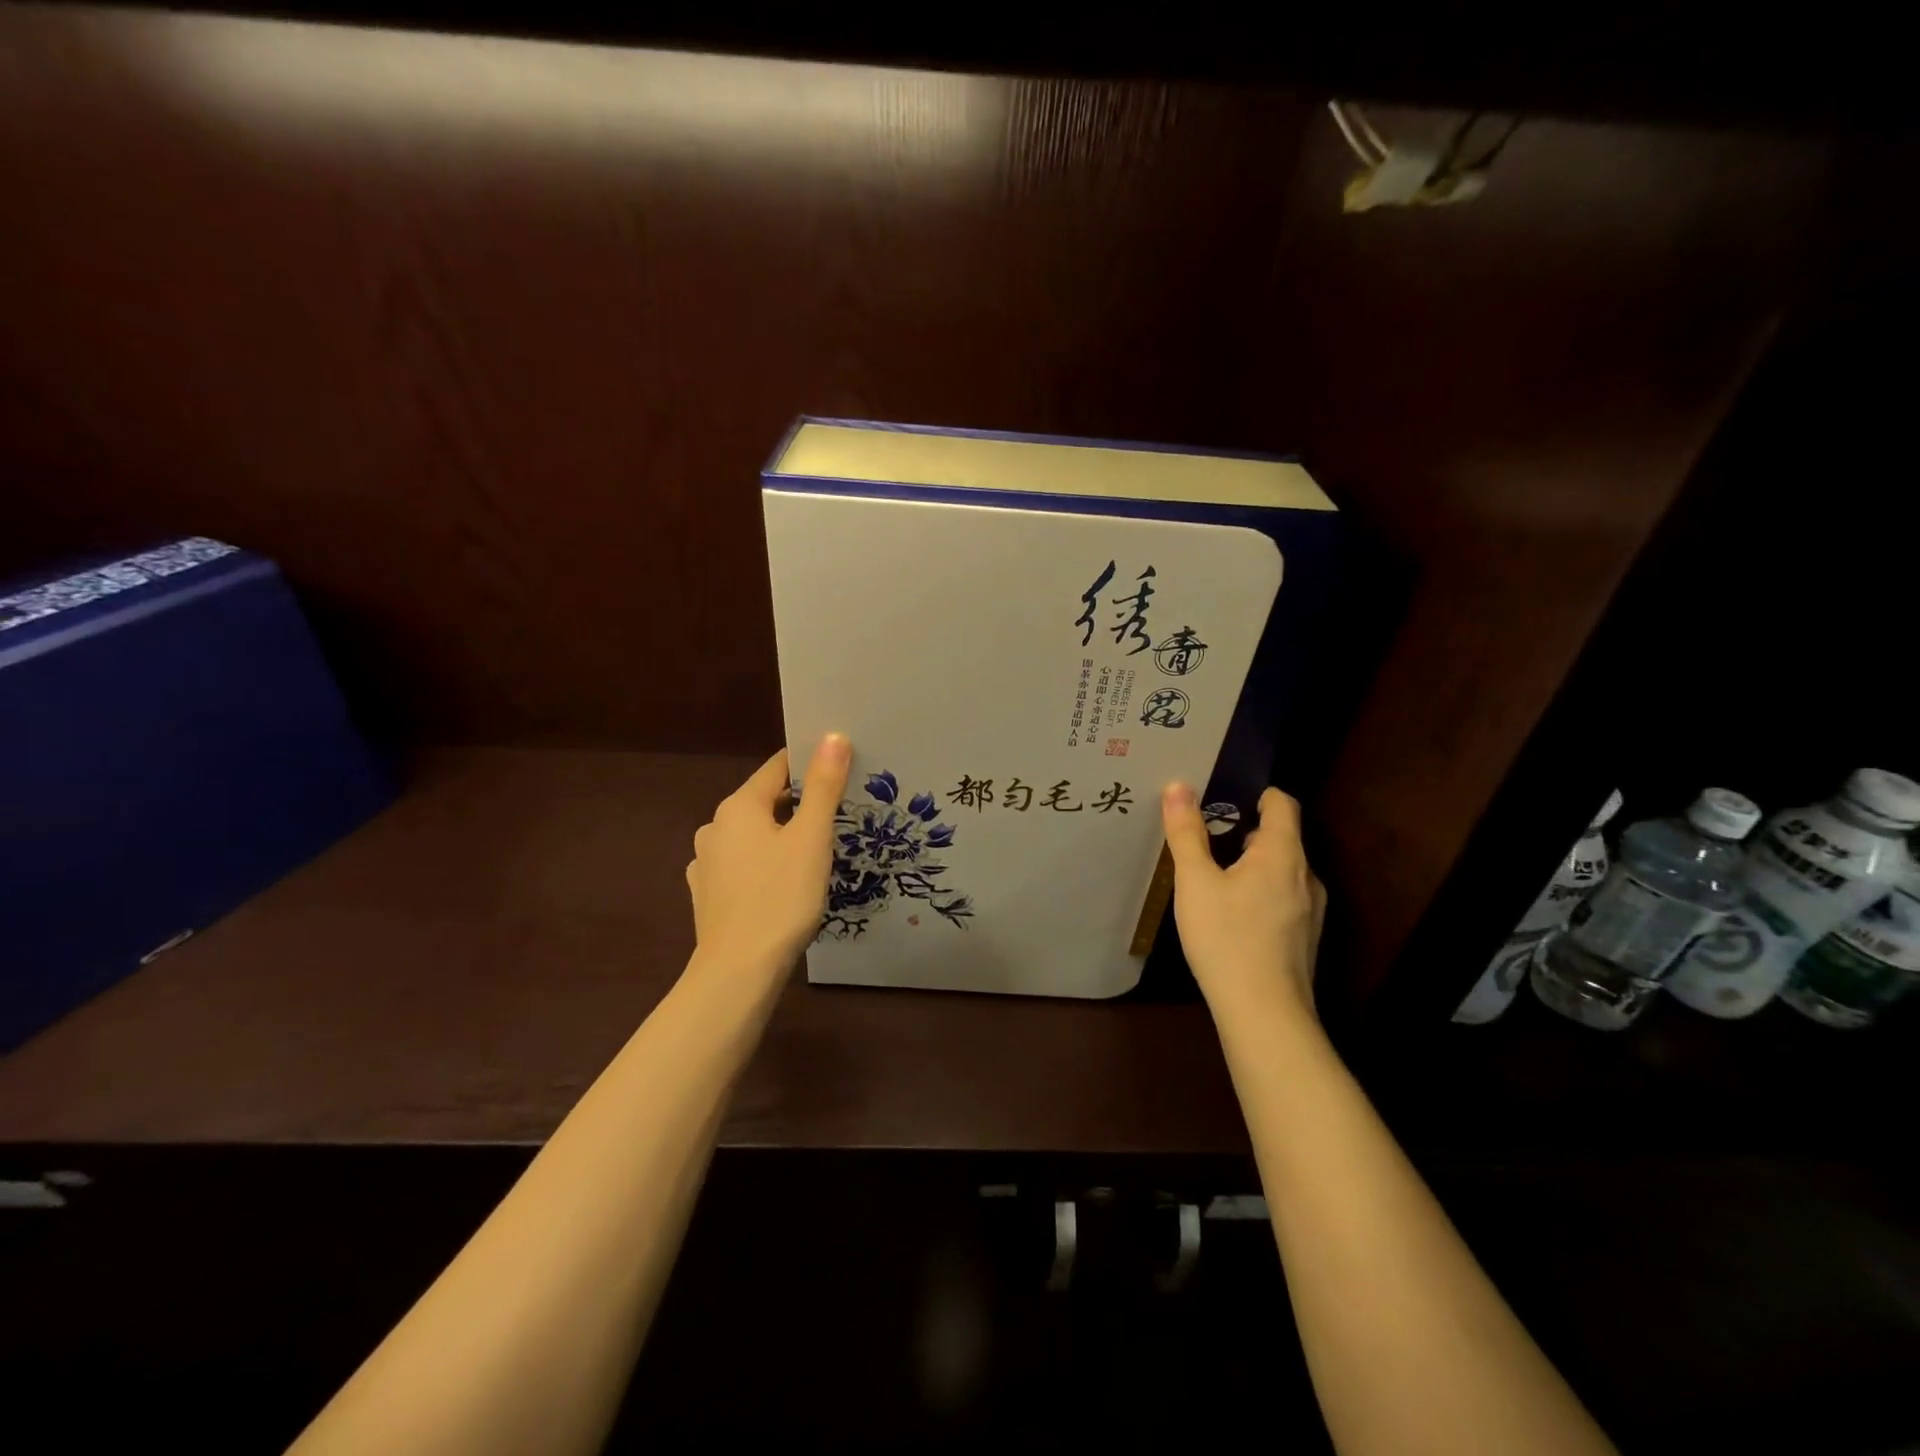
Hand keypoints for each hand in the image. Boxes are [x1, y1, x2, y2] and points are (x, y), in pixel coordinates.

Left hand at [686, 733, 851, 978]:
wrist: (738, 971)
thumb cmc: (781, 897)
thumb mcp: (811, 838)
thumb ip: (823, 785)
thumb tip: (832, 736)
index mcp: (738, 806)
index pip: (778, 767)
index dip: (810, 765)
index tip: (841, 772)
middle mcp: (715, 827)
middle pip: (765, 801)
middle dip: (799, 804)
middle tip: (838, 817)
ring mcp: (706, 862)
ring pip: (753, 835)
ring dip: (780, 836)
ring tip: (814, 854)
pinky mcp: (707, 894)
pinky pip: (742, 865)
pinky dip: (763, 864)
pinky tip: (782, 884)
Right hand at [1162, 784, 1325, 1023]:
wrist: (1265, 1015)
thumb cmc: (1227, 939)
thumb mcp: (1195, 882)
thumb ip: (1187, 833)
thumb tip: (1178, 786)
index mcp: (1283, 854)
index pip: (1282, 803)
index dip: (1256, 793)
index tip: (1224, 796)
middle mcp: (1305, 875)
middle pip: (1281, 837)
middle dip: (1244, 831)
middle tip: (1205, 837)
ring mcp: (1310, 909)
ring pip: (1281, 870)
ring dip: (1251, 864)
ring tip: (1213, 876)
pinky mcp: (1304, 937)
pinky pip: (1282, 897)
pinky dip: (1259, 892)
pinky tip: (1230, 915)